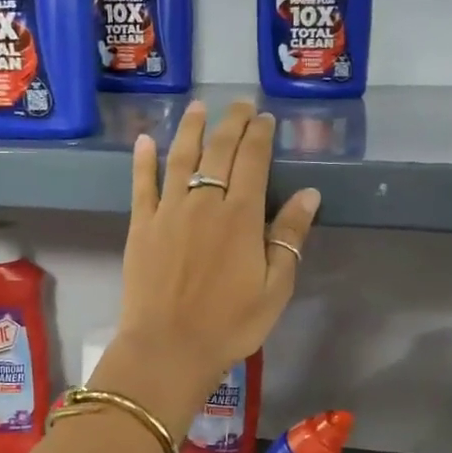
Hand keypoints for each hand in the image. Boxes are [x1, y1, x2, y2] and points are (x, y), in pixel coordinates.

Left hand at [100, 99, 319, 433]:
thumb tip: (311, 194)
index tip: (264, 118)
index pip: (252, 161)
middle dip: (231, 123)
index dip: (259, 135)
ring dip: (191, 129)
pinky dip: (143, 160)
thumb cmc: (230, 324)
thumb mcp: (275, 287)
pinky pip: (141, 185)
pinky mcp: (141, 226)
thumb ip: (290, 236)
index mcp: (240, 216)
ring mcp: (168, 212)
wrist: (169, 348)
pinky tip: (145, 141)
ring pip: (180, 158)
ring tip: (198, 107)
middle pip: (219, 151)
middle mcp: (203, 203)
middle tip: (239, 104)